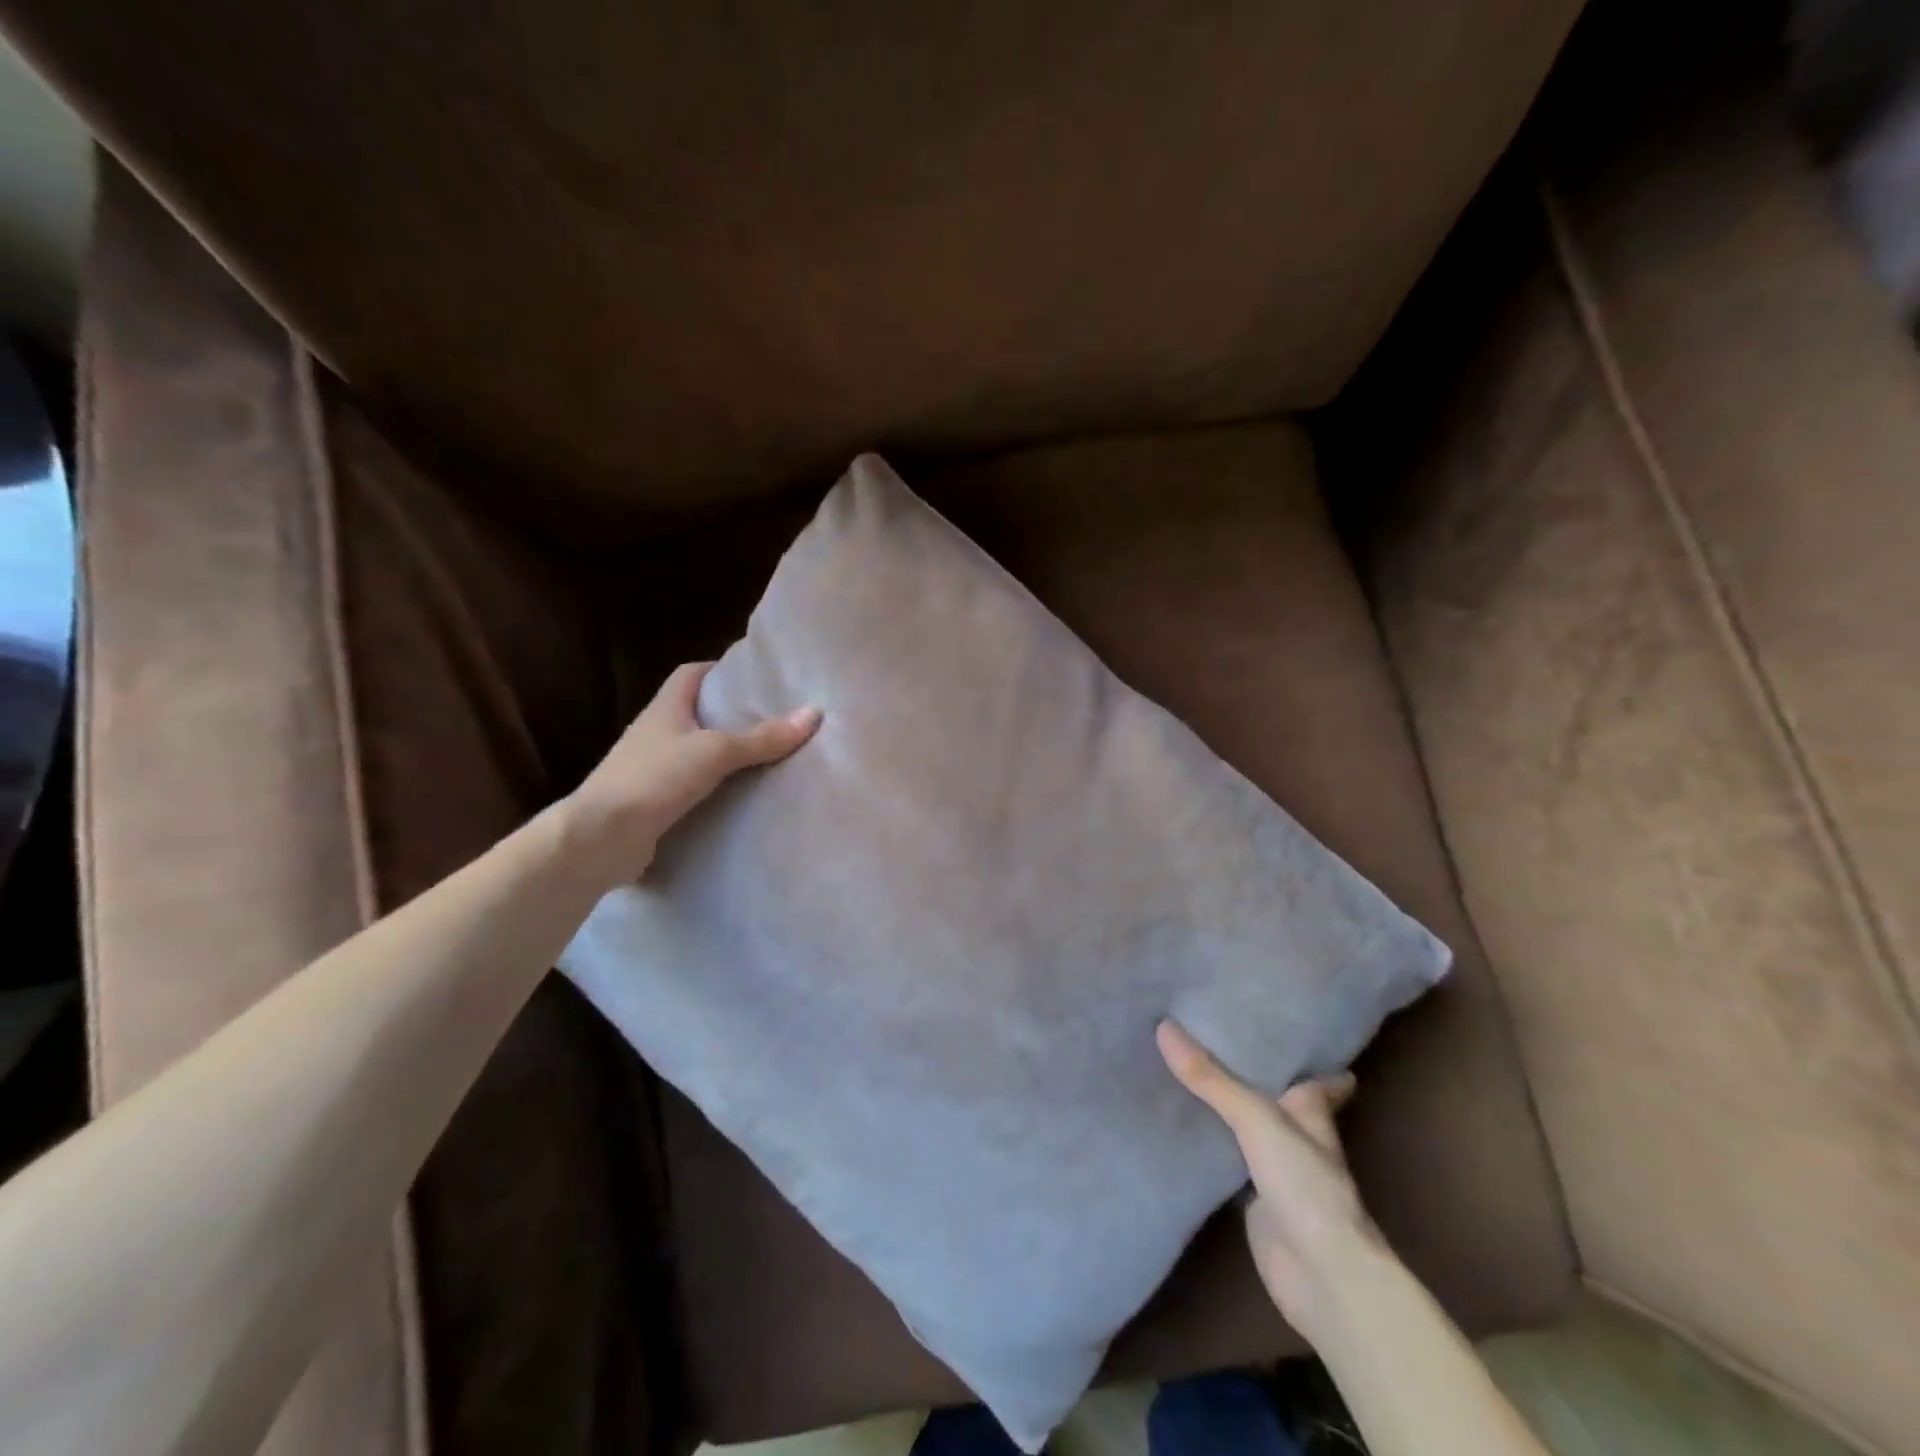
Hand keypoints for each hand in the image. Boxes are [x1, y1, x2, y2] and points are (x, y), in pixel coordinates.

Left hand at [565, 661, 820, 879]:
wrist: (600, 839)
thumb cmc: (654, 779)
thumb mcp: (715, 752)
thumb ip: (763, 737)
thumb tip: (814, 714)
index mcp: (665, 707)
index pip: (692, 674)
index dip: (721, 670)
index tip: (755, 677)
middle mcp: (656, 732)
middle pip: (698, 712)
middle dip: (733, 714)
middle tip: (776, 718)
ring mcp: (653, 768)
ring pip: (697, 750)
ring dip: (726, 753)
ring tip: (769, 755)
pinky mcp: (655, 802)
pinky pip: (694, 785)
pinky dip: (717, 786)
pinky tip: (744, 795)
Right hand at [1157, 1020, 1374, 1337]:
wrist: (1322, 1275)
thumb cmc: (1305, 1185)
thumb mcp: (1256, 1118)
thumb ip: (1211, 1078)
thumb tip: (1164, 1026)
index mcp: (1309, 1110)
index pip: (1312, 1075)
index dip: (1301, 1056)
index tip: (1274, 1028)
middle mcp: (1293, 1134)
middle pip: (1269, 1095)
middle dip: (1246, 1071)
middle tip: (1205, 1035)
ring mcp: (1272, 1167)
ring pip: (1241, 1124)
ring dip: (1220, 1104)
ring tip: (1180, 1065)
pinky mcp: (1250, 1196)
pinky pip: (1222, 1156)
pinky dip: (1205, 1140)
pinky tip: (1176, 1122)